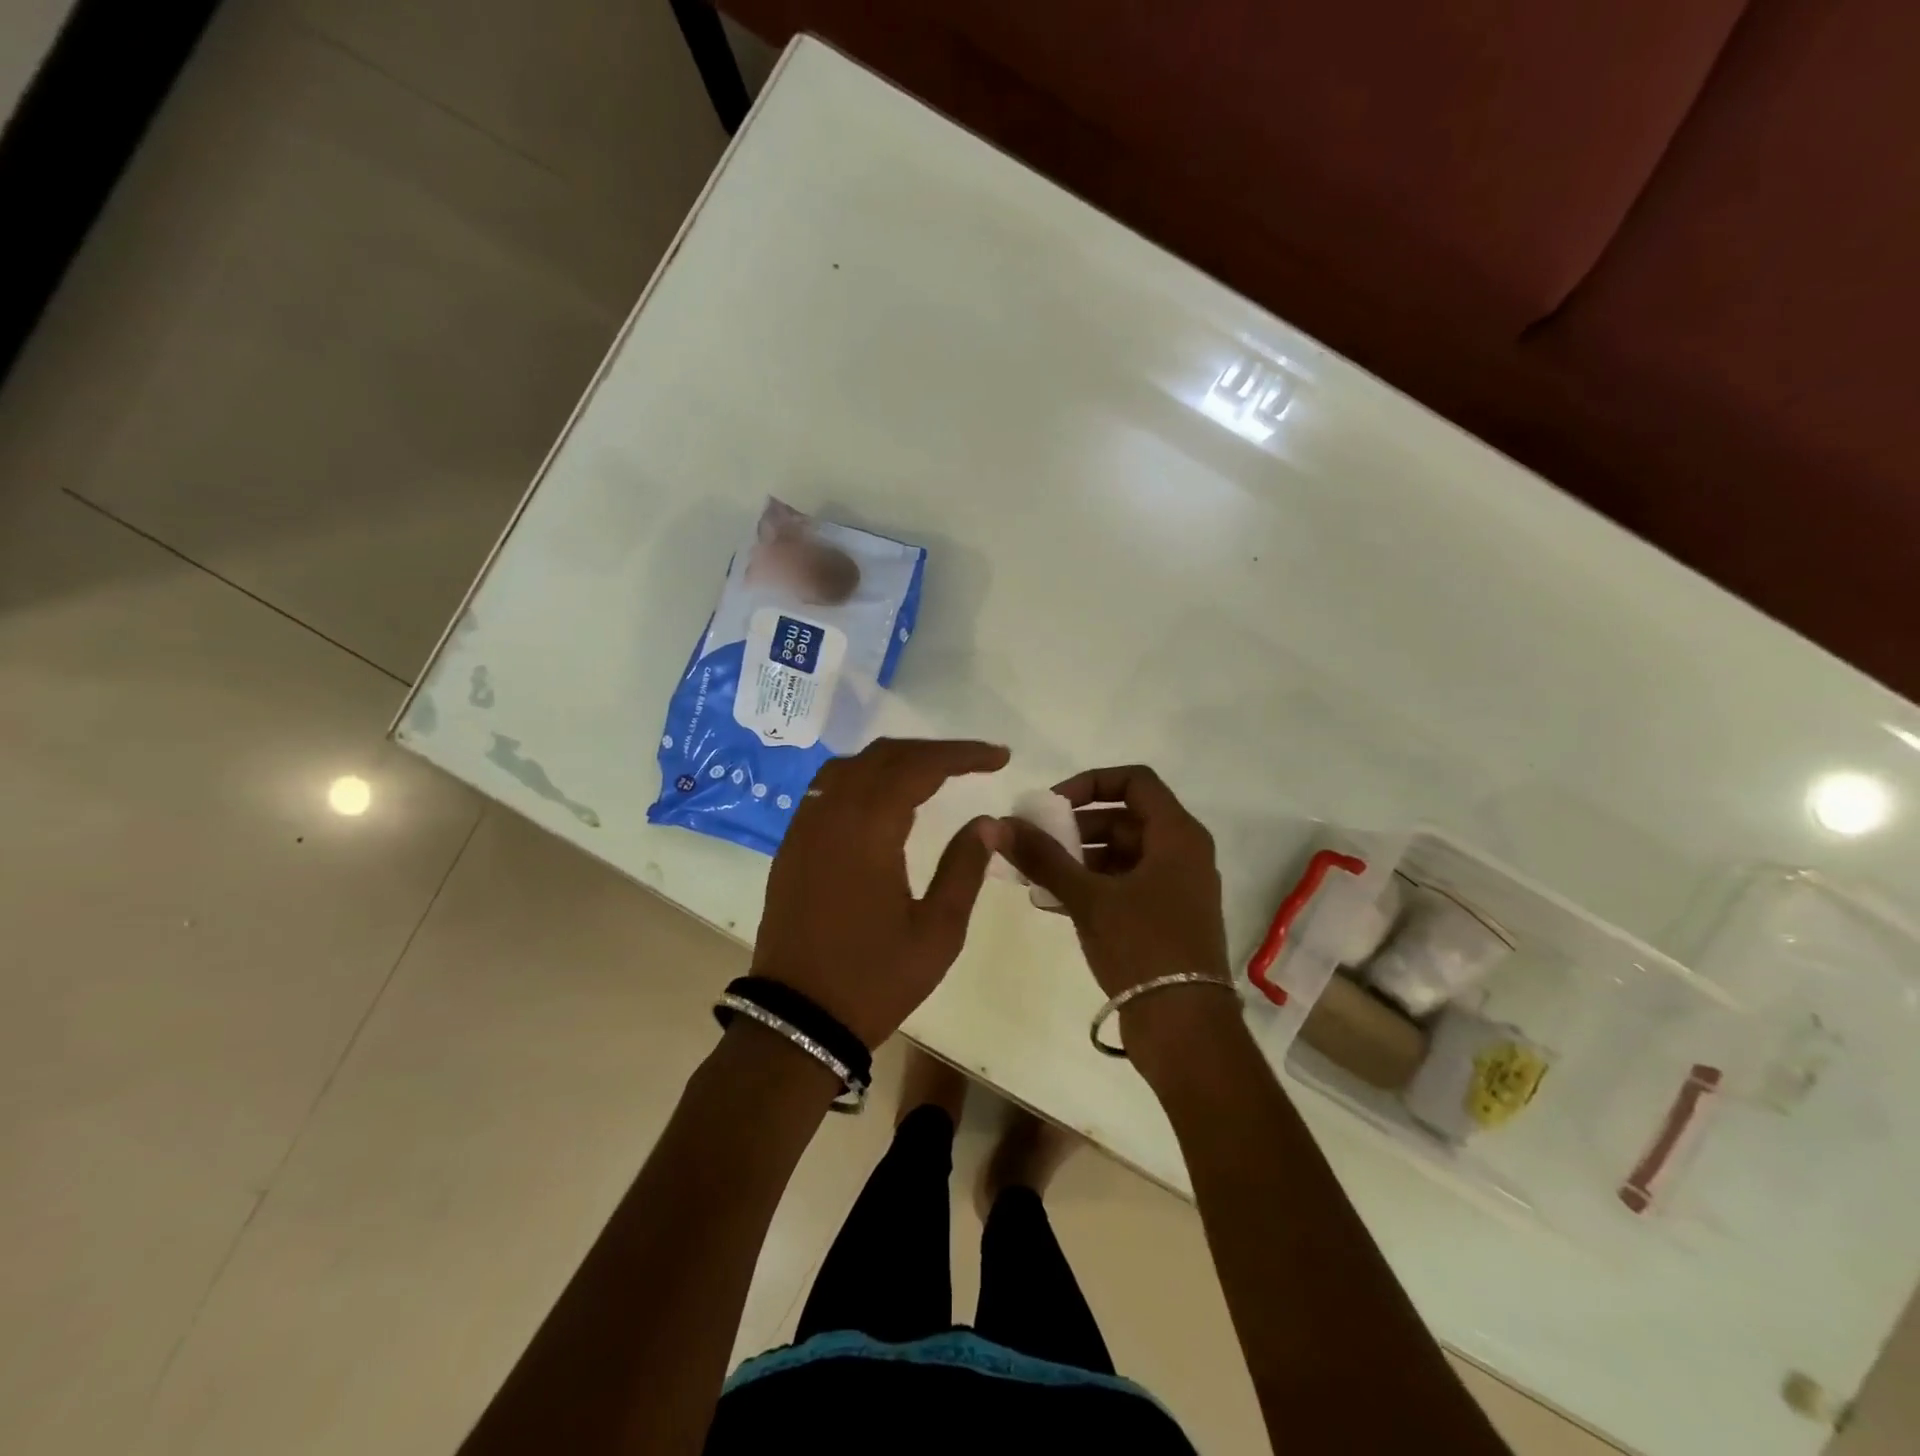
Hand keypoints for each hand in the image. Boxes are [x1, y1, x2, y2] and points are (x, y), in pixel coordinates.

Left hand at [752, 738, 1009, 1047]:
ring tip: (933, 773)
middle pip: (884, 756)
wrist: (798, 1020)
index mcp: (868, 830)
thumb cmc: (875, 979)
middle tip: (974, 762)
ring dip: (895, 760)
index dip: (962, 755)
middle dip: (932, 751)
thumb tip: (986, 822)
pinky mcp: (791, 846)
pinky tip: (884, 798)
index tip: (999, 757)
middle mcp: (831, 815)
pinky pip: (827, 788)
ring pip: (850, 766)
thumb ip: (965, 868)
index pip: (919, 766)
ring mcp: (804, 828)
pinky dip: (863, 777)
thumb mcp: (938, 931)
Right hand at [1000, 765, 1229, 999]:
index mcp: (1177, 835)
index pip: (1134, 781)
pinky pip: (1122, 886)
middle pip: (1123, 819)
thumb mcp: (1088, 897)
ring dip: (1076, 860)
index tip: (1053, 805)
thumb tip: (999, 824)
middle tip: (1034, 843)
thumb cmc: (1143, 947)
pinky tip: (1050, 902)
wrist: (1185, 1027)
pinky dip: (1089, 886)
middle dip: (1074, 828)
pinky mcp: (1163, 918)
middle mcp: (1182, 853)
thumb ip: (1043, 857)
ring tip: (1034, 877)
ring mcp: (1174, 888)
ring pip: (1119, 855)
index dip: (1090, 783)